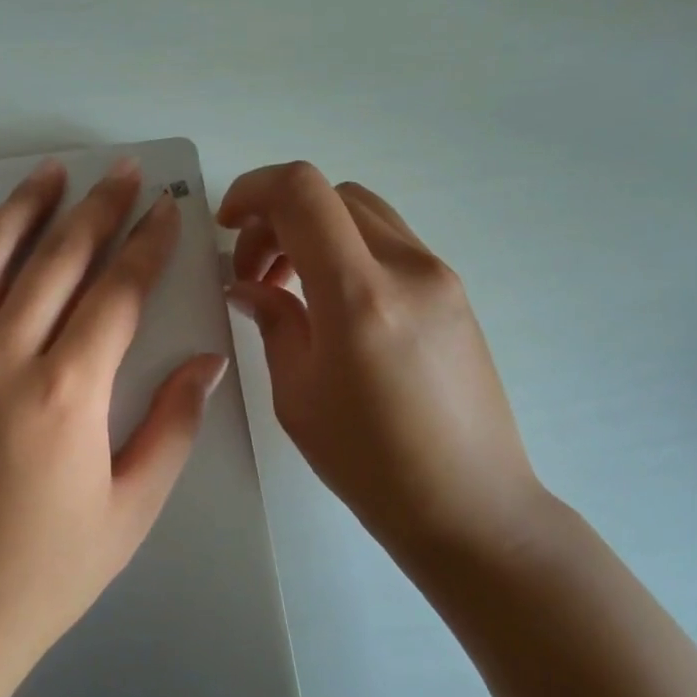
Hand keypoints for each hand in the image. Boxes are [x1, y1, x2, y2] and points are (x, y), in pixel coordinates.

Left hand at [0, 156, 228, 696]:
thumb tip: (206, 362)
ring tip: (49, 172)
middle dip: (96, 210)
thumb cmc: (48, 574)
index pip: (117, 293)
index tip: (167, 207)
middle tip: (120, 171)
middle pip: (56, 262)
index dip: (148, 244)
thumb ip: (172, 426)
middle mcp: (1, 361)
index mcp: (67, 393)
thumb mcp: (131, 509)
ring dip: (21, 210)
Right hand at [218, 162, 550, 574]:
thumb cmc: (370, 463)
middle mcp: (407, 268)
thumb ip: (274, 322)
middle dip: (277, 216)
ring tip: (289, 287)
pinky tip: (332, 304)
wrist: (470, 506)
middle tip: (252, 271)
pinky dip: (348, 249)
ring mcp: (440, 276)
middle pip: (331, 194)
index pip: (302, 192)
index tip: (226, 226)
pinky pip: (390, 242)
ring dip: (314, 231)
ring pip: (363, 213)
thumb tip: (249, 285)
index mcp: (359, 295)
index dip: (253, 190)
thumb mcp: (298, 394)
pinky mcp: (455, 293)